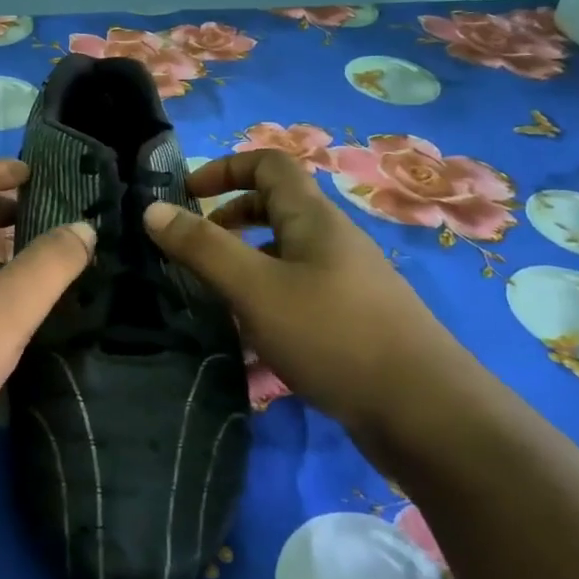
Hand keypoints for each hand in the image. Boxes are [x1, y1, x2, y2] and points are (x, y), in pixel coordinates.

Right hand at [142, 150, 475, 437]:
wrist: (426, 414)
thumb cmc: (334, 335)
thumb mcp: (255, 289)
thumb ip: (203, 248)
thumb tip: (153, 210)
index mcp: (313, 219)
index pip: (269, 164)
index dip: (225, 169)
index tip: (186, 196)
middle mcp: (332, 242)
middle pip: (275, 209)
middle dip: (230, 221)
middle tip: (195, 251)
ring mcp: (346, 284)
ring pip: (284, 258)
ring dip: (245, 268)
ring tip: (212, 301)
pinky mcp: (352, 324)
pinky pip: (297, 298)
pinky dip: (267, 307)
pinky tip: (249, 348)